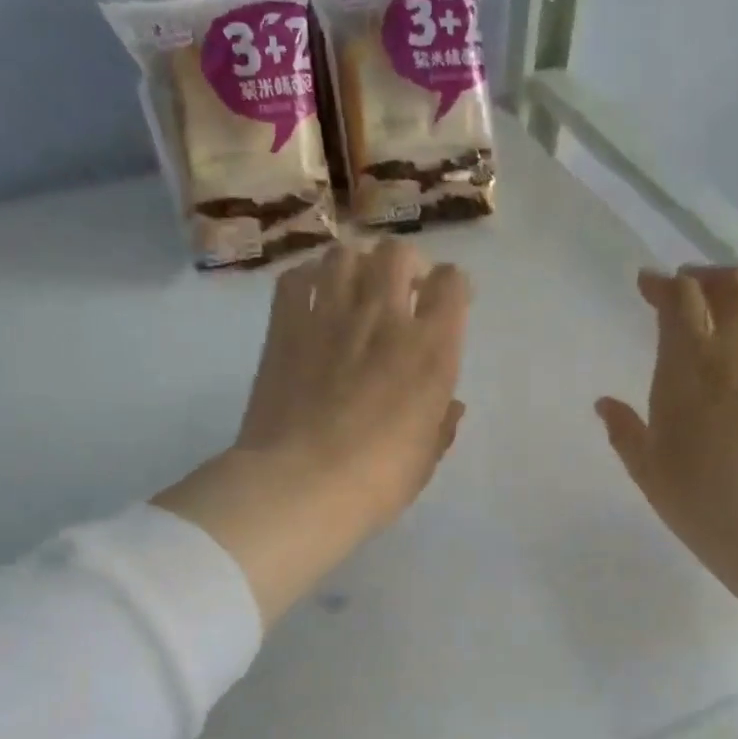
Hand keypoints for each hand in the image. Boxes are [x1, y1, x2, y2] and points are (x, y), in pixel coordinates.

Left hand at [156, 239, 468, 624]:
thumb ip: (441, 424)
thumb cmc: (376, 481)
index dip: (453, 289)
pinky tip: (312, 302)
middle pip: (398, 253)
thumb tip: (451, 406)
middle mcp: (384, 317)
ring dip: (356, 268)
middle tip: (400, 296)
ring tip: (354, 294)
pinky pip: (297, 277)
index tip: (445, 307)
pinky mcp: (285, 325)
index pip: (453, 283)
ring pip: (346, 254)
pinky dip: (308, 281)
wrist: (300, 485)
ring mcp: (330, 314)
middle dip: (405, 267)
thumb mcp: (424, 460)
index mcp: (430, 350)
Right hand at [596, 266, 737, 586]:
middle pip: (732, 283)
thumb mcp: (647, 467)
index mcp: (690, 362)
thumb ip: (625, 429)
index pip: (680, 298)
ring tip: (729, 305)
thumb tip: (604, 404)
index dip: (661, 284)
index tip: (647, 284)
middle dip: (706, 276)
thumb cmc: (697, 496)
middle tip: (688, 288)